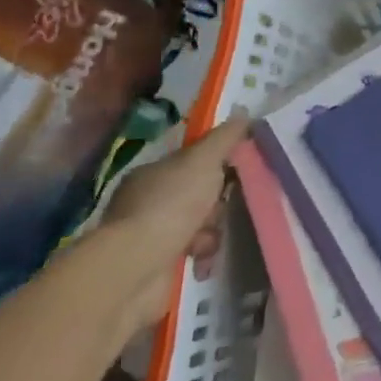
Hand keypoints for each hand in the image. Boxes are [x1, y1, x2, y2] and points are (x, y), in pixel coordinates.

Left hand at [104, 111, 248, 328]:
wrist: (136, 267)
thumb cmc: (170, 205)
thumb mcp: (203, 161)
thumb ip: (224, 138)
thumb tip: (243, 113)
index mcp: (152, 174)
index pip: (191, 163)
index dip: (217, 165)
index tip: (239, 170)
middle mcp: (147, 202)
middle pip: (197, 195)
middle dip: (216, 204)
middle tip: (225, 208)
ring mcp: (149, 236)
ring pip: (197, 227)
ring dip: (210, 233)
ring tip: (210, 242)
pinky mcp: (155, 268)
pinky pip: (191, 256)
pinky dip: (201, 258)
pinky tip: (204, 261)